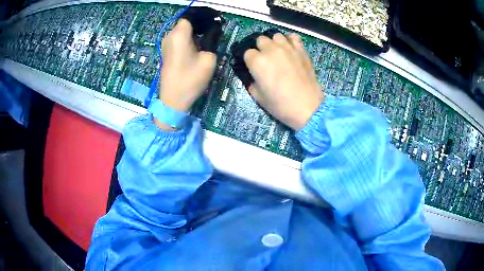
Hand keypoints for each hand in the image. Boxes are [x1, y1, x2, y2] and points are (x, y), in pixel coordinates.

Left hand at [159, 19, 216, 112]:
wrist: (173, 100)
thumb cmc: (190, 79)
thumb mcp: (209, 59)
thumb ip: (212, 42)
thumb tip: (212, 34)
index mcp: (179, 34)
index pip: (191, 16)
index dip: (203, 17)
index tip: (215, 21)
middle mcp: (170, 36)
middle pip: (186, 23)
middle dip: (200, 24)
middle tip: (215, 30)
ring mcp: (166, 44)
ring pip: (182, 31)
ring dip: (195, 32)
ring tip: (208, 39)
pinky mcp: (166, 52)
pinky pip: (179, 39)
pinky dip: (189, 39)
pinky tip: (198, 47)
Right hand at [244, 33, 323, 129]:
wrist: (307, 107)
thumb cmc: (280, 105)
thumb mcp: (258, 97)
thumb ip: (251, 82)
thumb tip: (253, 76)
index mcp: (257, 61)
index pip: (247, 53)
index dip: (249, 60)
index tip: (253, 67)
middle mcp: (271, 50)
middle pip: (260, 40)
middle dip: (260, 48)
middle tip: (265, 60)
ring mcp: (287, 48)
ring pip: (275, 35)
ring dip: (274, 42)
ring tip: (277, 52)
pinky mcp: (301, 50)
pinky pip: (293, 36)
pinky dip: (289, 40)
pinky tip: (289, 47)